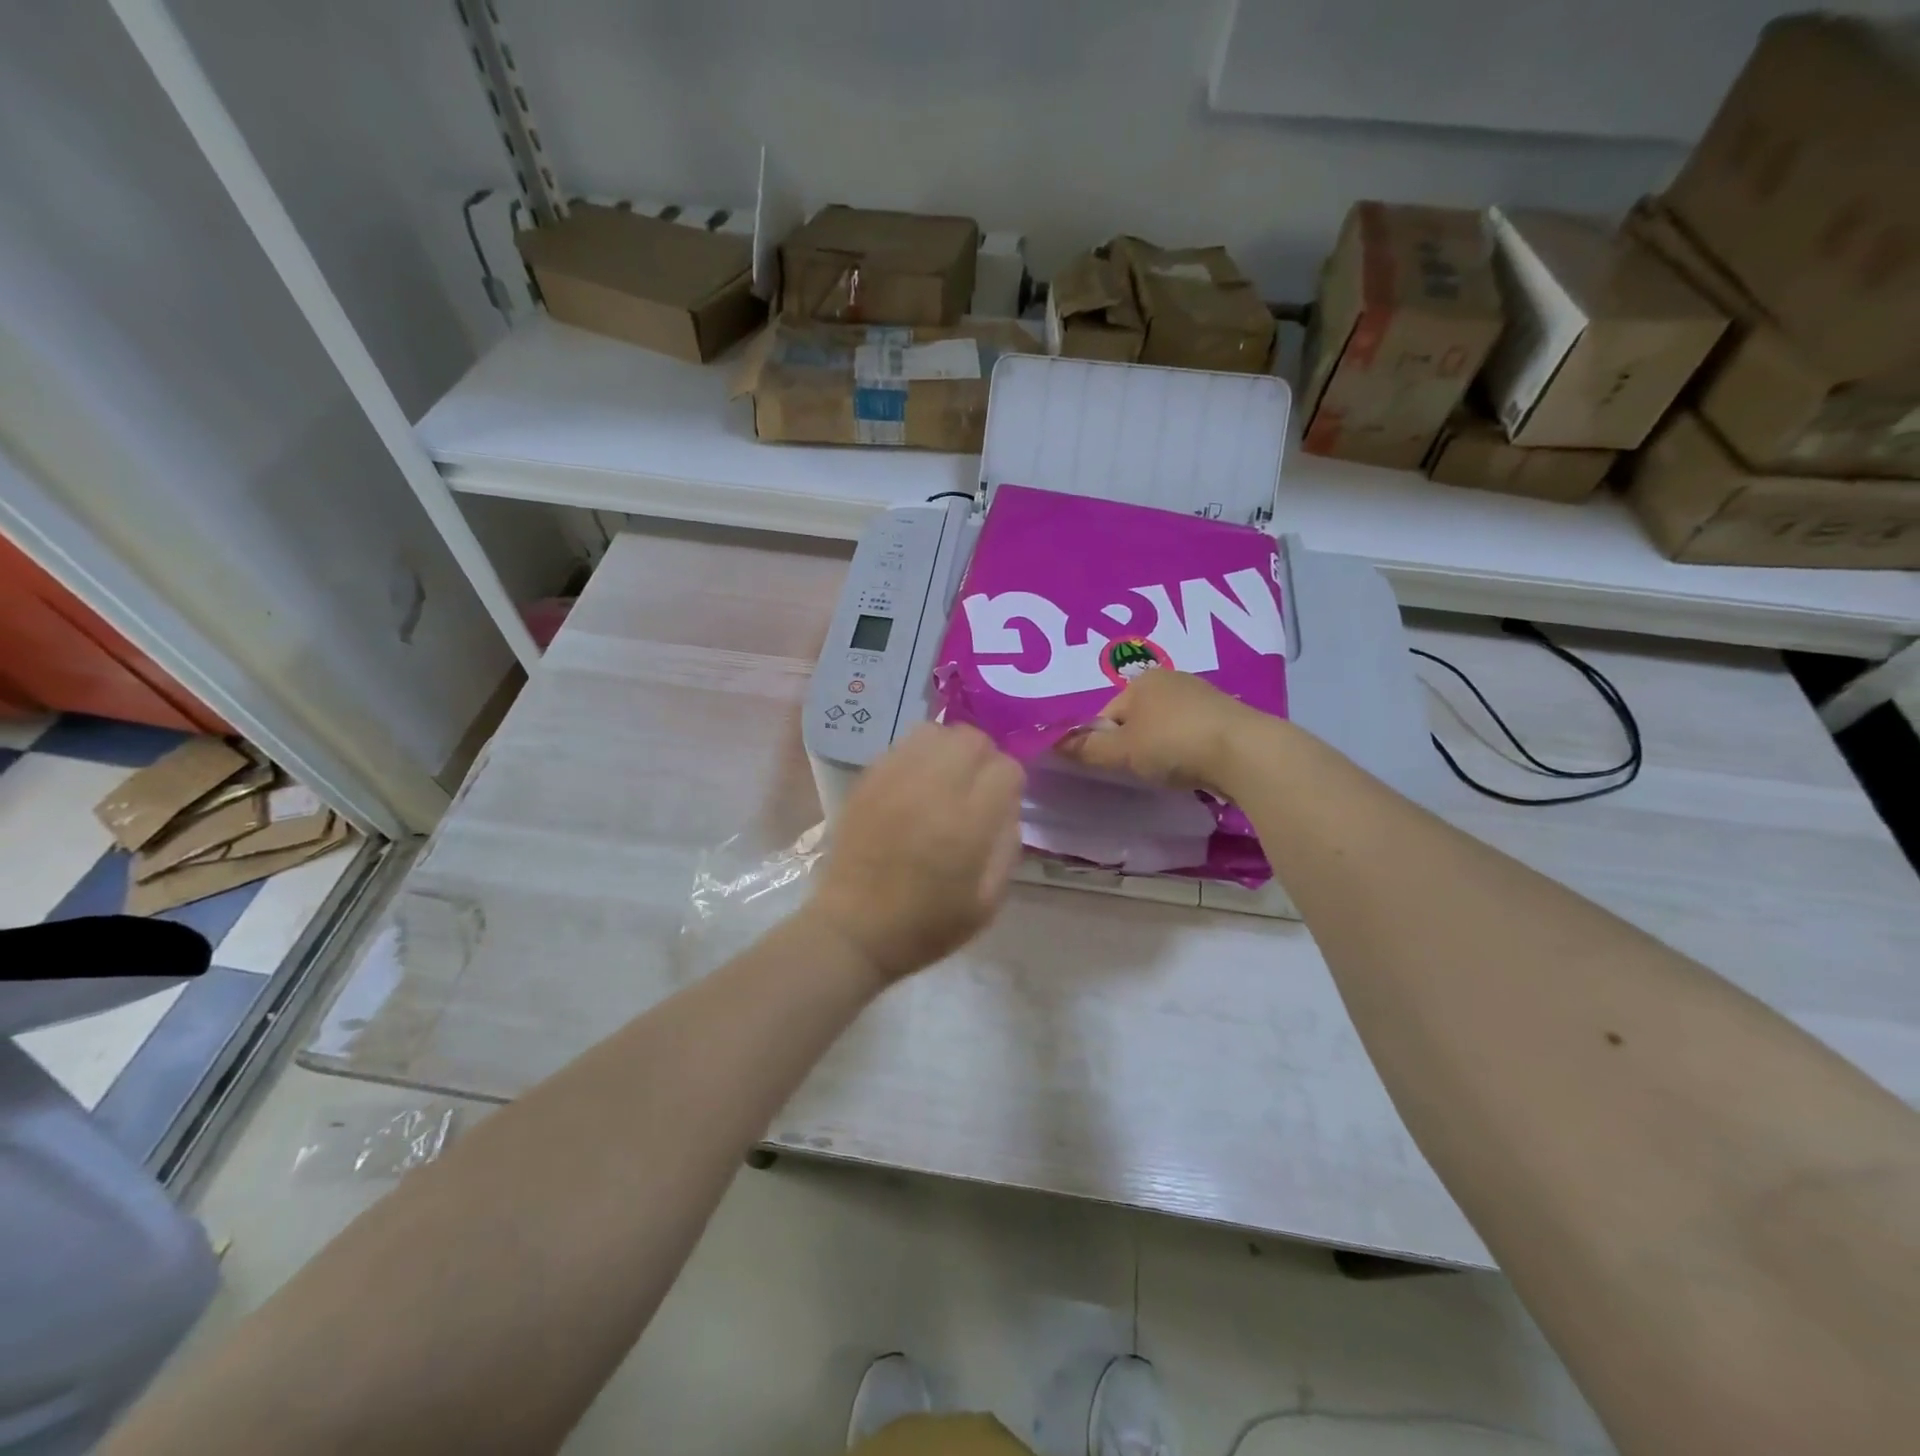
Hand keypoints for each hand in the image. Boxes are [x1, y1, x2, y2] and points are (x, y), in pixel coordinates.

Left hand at [809, 723, 1023, 983]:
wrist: (855, 930)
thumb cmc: (927, 925)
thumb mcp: (988, 902)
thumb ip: (1007, 846)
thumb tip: (1007, 806)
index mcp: (968, 824)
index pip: (1005, 768)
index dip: (1010, 784)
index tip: (1001, 803)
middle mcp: (932, 790)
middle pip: (972, 739)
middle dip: (984, 757)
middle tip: (976, 786)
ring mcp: (895, 779)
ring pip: (936, 731)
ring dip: (951, 749)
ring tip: (946, 777)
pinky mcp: (868, 779)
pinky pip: (903, 744)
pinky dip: (919, 754)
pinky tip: (916, 783)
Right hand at [1055, 670, 1268, 794]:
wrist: (1244, 752)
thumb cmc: (1173, 745)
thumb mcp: (1122, 752)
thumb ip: (1087, 749)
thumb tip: (1054, 744)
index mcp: (1141, 681)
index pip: (1106, 715)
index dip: (1103, 743)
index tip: (1115, 768)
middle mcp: (1171, 679)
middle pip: (1136, 719)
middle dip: (1134, 745)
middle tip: (1141, 773)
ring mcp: (1202, 694)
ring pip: (1165, 726)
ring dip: (1162, 748)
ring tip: (1170, 773)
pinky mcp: (1227, 714)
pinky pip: (1192, 732)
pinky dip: (1188, 749)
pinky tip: (1194, 767)